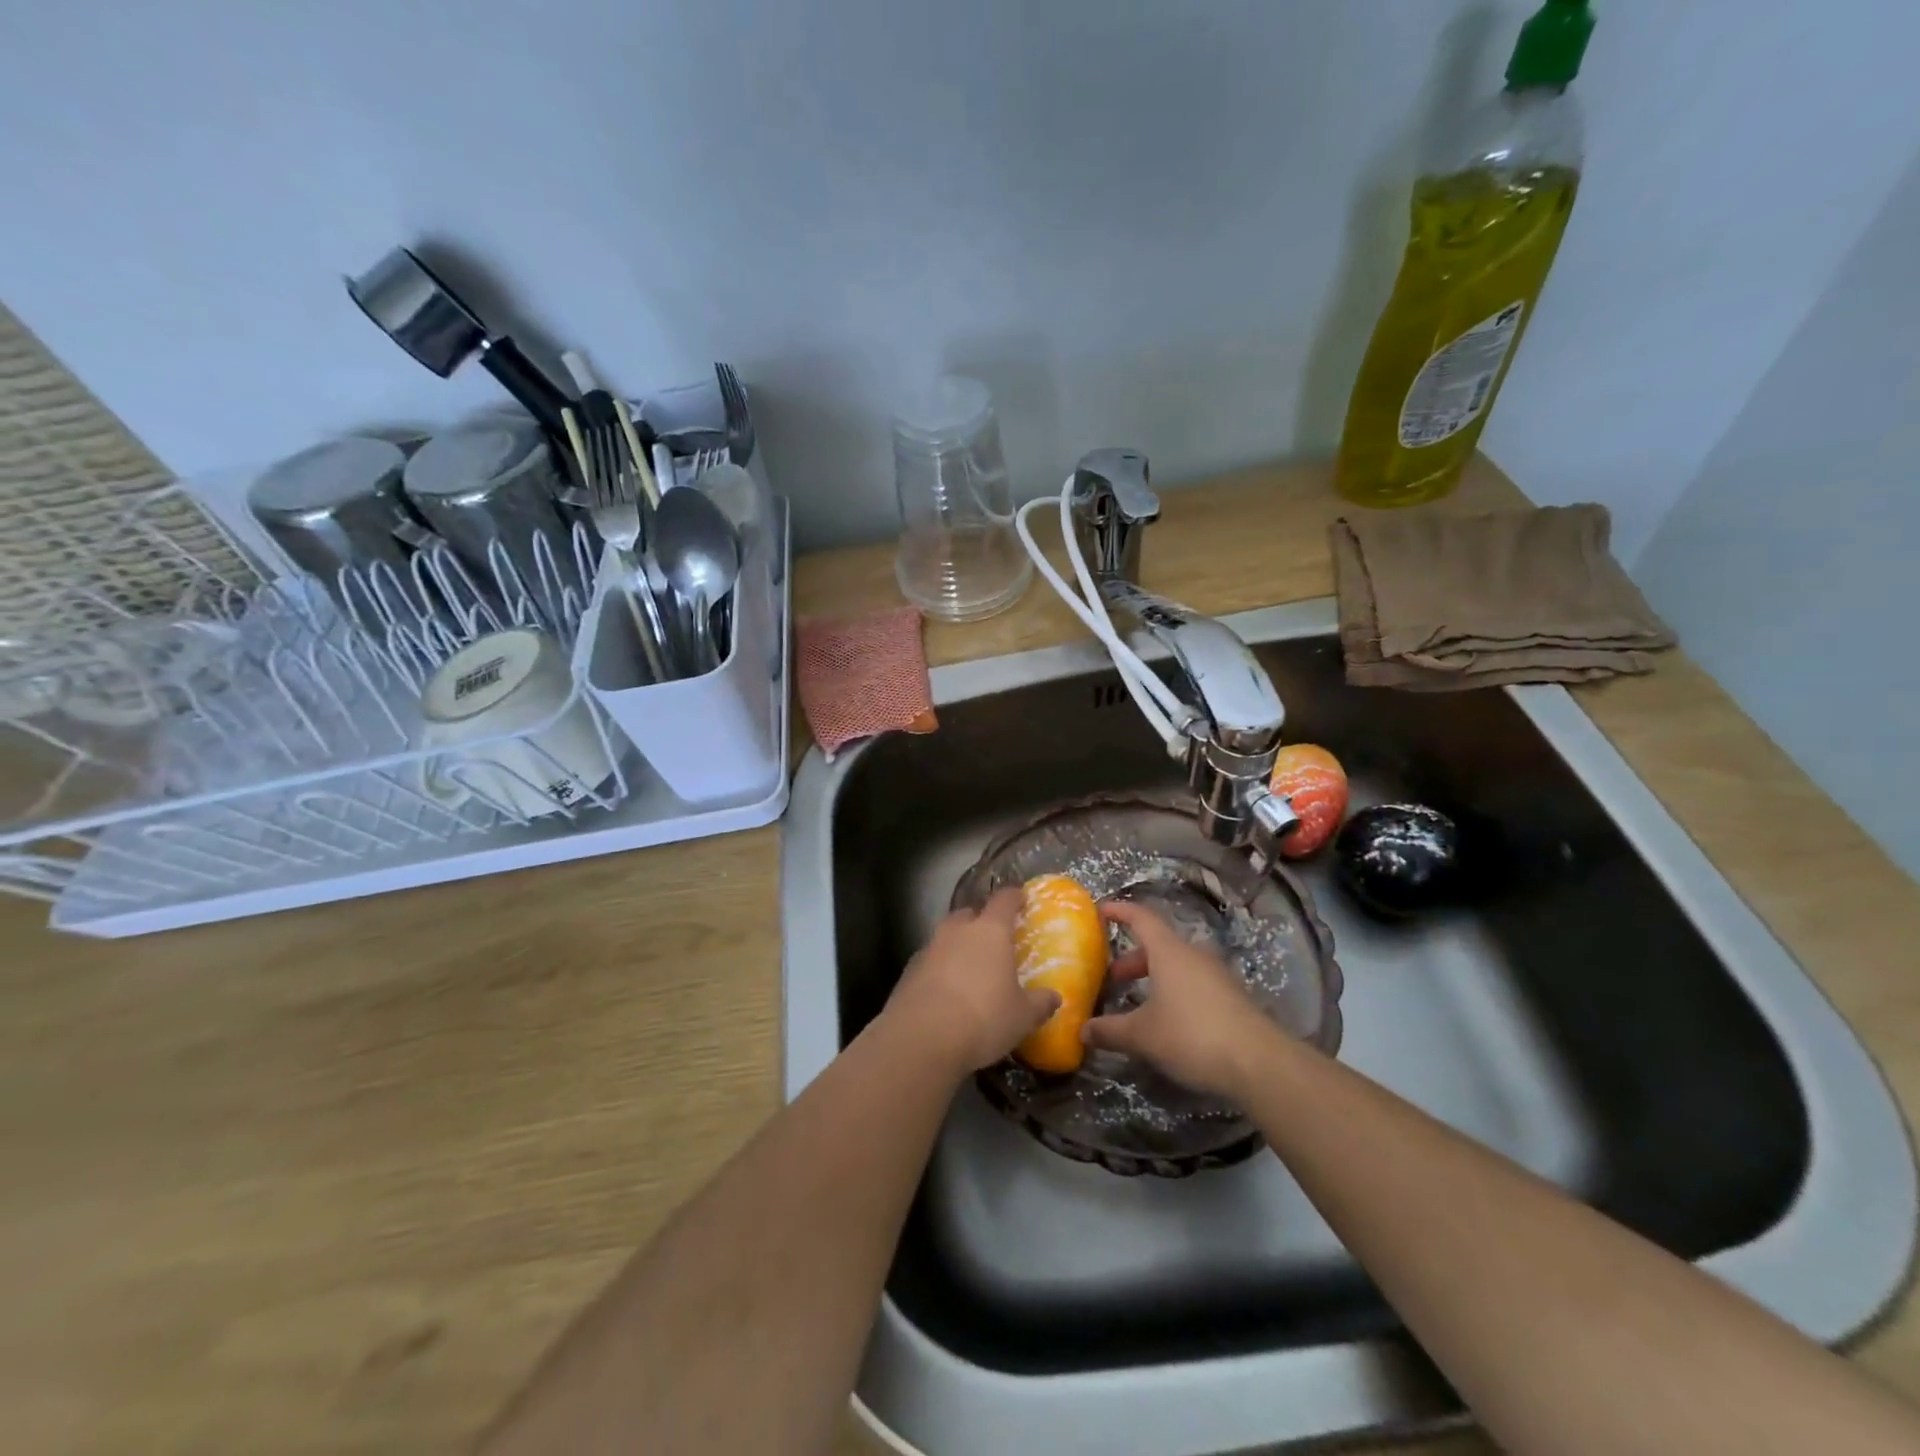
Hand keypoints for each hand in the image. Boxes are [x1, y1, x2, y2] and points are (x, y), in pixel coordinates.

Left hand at [884, 888, 1061, 1075]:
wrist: (921, 1038)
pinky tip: (947, 992)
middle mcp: (957, 931)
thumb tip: (1054, 997)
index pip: (1004, 900)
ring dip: (958, 946)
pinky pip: (930, 960)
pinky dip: (940, 969)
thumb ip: (1040, 1003)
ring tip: (970, 969)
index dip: (1014, 897)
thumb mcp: (1022, 1017)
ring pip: (947, 936)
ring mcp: (929, 948)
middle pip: (970, 914)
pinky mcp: (909, 970)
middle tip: (994, 939)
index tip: (1021, 899)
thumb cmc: (982, 1018)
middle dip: (981, 922)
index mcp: (990, 931)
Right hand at [1081, 900, 1281, 1098]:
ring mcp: (1215, 975)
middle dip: (1131, 958)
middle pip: (1157, 945)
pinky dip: (1172, 991)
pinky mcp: (1230, 997)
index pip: (1141, 917)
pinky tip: (1165, 1020)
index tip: (1100, 910)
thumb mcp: (1143, 1036)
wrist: (1259, 1063)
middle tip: (1111, 977)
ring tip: (1134, 1002)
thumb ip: (1110, 1030)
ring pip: (1176, 965)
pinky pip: (1193, 983)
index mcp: (1169, 951)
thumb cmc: (1192, 1035)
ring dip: (1153, 977)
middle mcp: (1193, 954)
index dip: (1119, 911)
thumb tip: (1082, 1030)